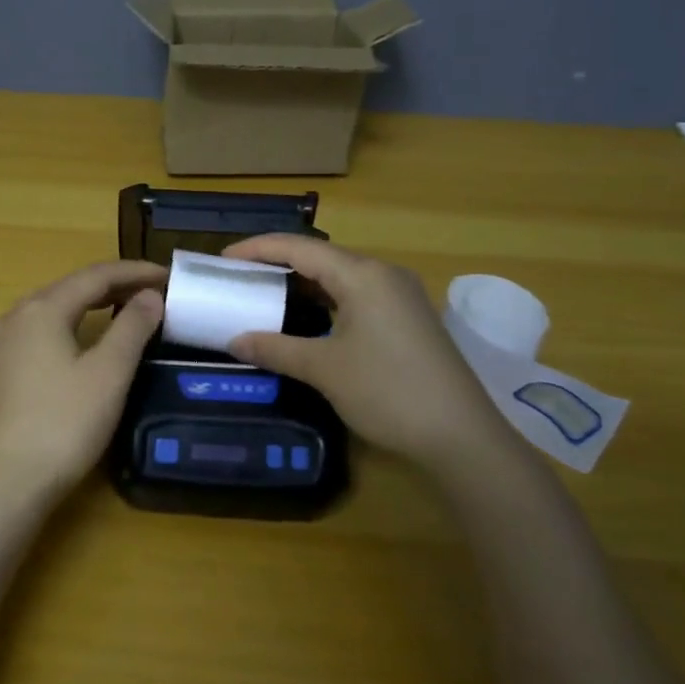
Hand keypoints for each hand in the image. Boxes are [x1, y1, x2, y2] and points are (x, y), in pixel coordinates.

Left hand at [0, 260, 166, 508]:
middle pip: (69, 289)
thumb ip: (133, 327)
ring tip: (113, 311)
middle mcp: (15, 318)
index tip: (168, 276)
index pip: (96, 276)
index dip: (134, 272)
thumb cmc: (66, 423)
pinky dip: (50, 332)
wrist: (12, 481)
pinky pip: (24, 339)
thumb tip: (150, 295)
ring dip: (82, 306)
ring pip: (46, 312)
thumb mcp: (110, 372)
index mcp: (44, 309)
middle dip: (112, 286)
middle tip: (150, 294)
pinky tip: (50, 344)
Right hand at [220, 235, 516, 470]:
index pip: (299, 247)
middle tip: (240, 276)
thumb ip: (276, 348)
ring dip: (303, 283)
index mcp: (362, 275)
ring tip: (266, 293)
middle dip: (278, 263)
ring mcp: (400, 296)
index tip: (223, 259)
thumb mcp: (324, 369)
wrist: (461, 435)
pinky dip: (326, 300)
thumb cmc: (387, 391)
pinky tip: (307, 317)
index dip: (258, 248)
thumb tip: (236, 340)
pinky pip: (357, 295)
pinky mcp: (408, 318)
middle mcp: (384, 274)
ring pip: (341, 277)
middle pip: (321, 257)